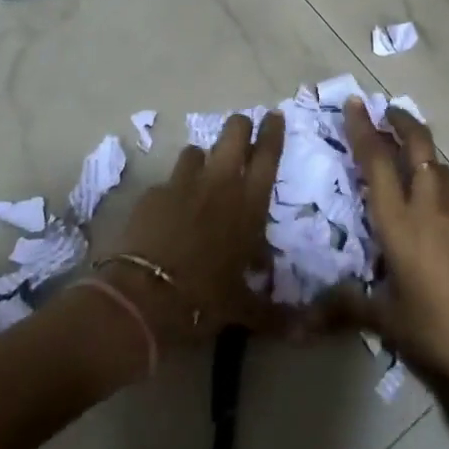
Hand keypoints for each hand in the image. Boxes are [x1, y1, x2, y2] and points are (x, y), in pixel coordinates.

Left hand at [97, 111, 285, 349]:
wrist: (144, 296)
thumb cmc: (204, 298)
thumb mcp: (243, 308)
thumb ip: (274, 313)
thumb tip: (304, 332)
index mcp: (249, 204)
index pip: (268, 153)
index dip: (273, 131)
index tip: (275, 116)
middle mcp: (220, 183)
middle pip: (233, 133)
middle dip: (240, 128)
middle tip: (242, 132)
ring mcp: (182, 183)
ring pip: (196, 150)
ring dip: (203, 158)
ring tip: (203, 175)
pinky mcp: (153, 193)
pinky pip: (169, 180)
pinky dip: (174, 189)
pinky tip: (171, 210)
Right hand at [338, 99, 448, 417]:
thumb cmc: (442, 331)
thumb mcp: (390, 322)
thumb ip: (350, 308)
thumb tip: (309, 314)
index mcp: (401, 222)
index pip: (377, 162)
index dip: (363, 129)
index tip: (355, 104)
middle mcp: (433, 205)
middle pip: (418, 146)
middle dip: (401, 122)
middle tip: (387, 111)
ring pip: (442, 169)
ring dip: (423, 157)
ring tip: (409, 164)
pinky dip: (445, 198)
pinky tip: (444, 227)